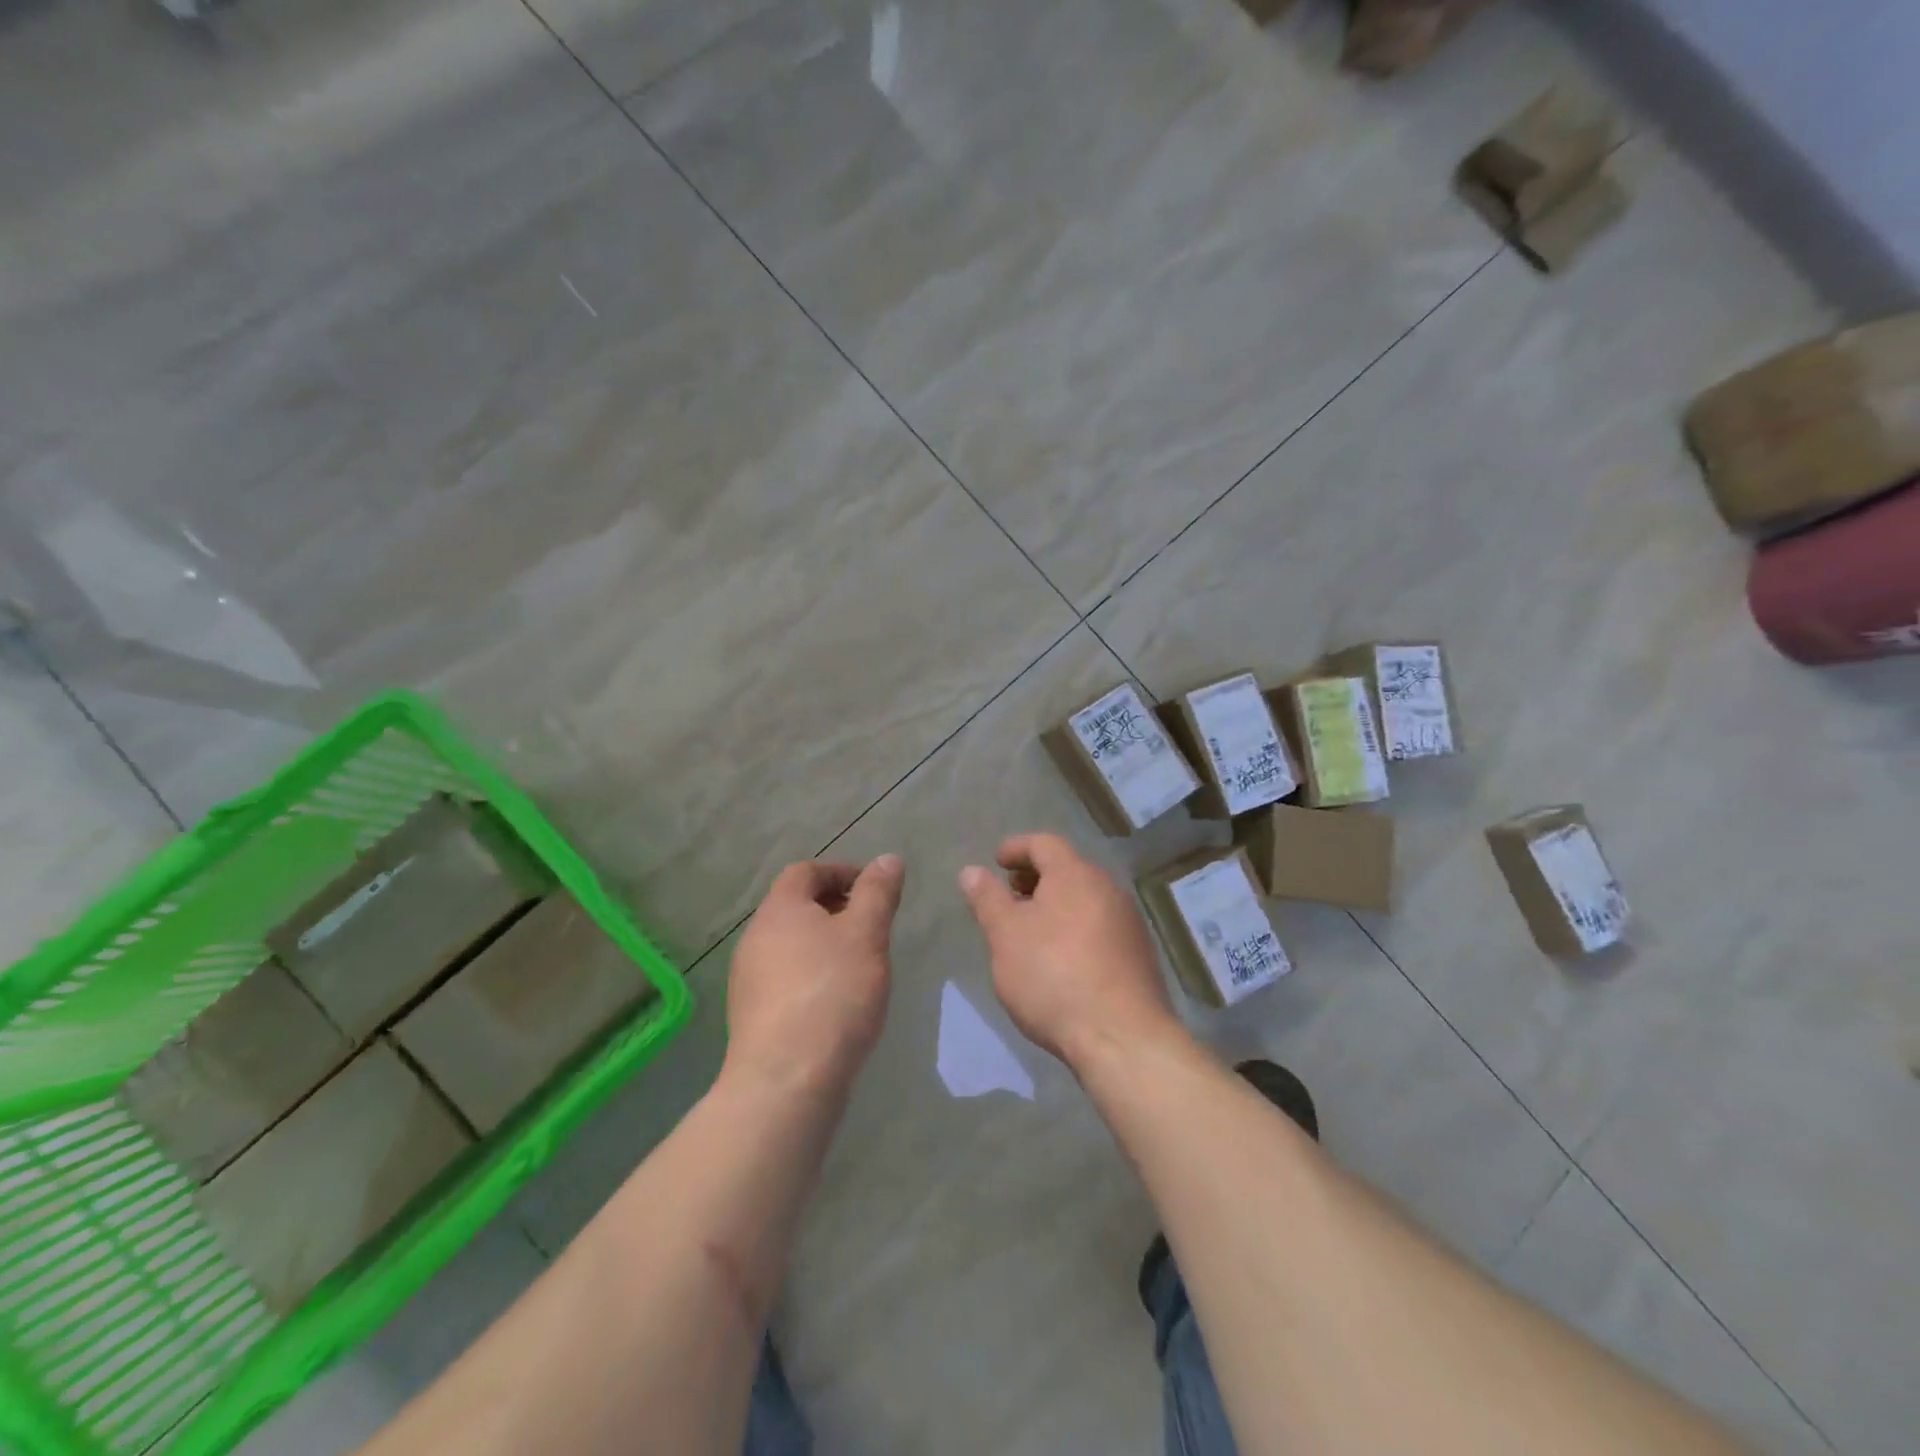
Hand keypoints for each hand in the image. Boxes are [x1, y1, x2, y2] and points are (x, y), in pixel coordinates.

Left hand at [726, 855, 904, 1097]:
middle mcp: (755, 938)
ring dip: (825, 945)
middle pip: (796, 907)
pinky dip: (813, 977)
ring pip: (791, 946)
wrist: (786, 1080)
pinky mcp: (753, 1017)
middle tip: (873, 927)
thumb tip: (887, 859)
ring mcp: (748, 980)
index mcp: (779, 910)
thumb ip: (878, 893)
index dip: (842, 872)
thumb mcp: (867, 934)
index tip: (875, 890)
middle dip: (836, 909)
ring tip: (861, 966)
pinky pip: (786, 980)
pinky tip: (838, 1003)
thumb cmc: (832, 993)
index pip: (806, 871)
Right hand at [958, 833, 1181, 1069]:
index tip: (997, 862)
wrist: (1121, 1037)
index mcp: (1075, 875)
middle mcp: (1108, 889)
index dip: (1016, 847)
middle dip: (1036, 877)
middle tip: (1011, 897)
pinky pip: (1100, 926)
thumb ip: (987, 899)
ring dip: (1056, 905)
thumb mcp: (1005, 936)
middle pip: (1067, 869)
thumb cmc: (1052, 976)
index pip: (1044, 843)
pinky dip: (1076, 928)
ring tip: (1032, 932)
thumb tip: (971, 871)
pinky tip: (1062, 960)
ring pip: (1085, 899)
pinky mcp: (1139, 954)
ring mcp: (1128, 922)